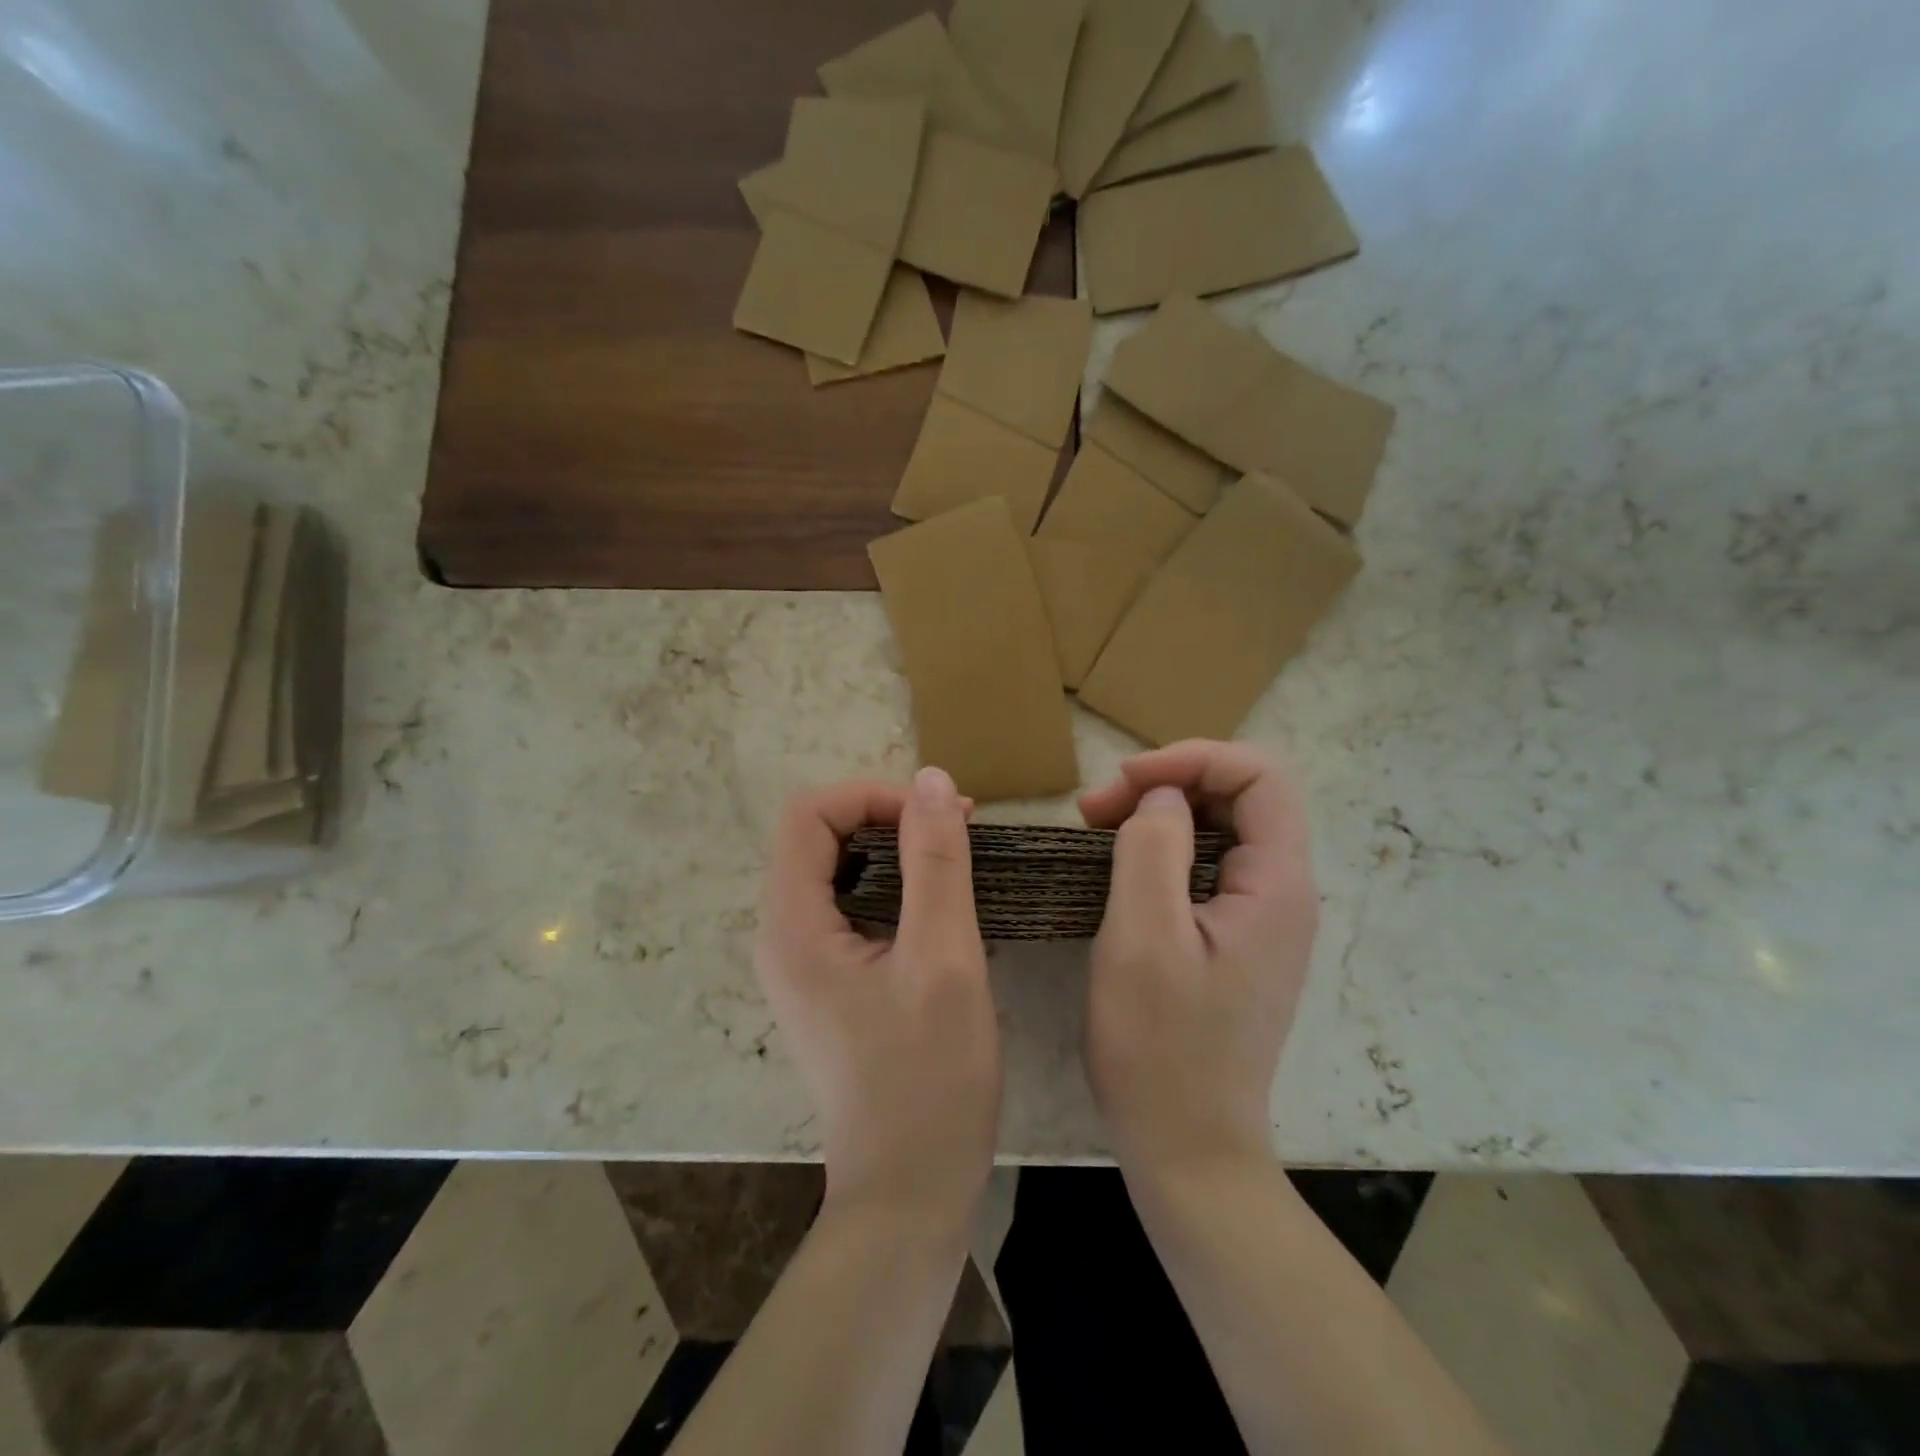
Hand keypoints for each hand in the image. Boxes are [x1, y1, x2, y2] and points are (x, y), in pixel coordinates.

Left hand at [756, 766, 1000, 1233]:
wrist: (909, 1193)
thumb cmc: (929, 1080)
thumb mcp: (944, 960)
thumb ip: (936, 862)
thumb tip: (929, 779)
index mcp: (792, 926)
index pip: (809, 815)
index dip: (872, 796)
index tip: (938, 816)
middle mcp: (782, 937)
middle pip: (818, 837)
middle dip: (886, 817)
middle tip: (956, 829)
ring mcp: (802, 962)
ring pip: (837, 870)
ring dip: (894, 850)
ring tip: (956, 857)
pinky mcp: (827, 982)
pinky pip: (851, 906)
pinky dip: (894, 886)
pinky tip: (940, 904)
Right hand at [1079, 741, 1318, 1175]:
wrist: (1187, 1147)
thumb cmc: (1160, 1045)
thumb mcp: (1142, 937)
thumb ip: (1153, 849)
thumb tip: (1163, 797)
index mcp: (1276, 886)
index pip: (1259, 777)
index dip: (1192, 759)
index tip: (1123, 781)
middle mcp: (1283, 895)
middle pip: (1241, 798)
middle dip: (1169, 784)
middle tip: (1095, 809)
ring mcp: (1262, 921)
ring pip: (1220, 831)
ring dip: (1160, 815)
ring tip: (1097, 830)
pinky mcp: (1236, 942)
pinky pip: (1207, 869)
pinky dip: (1162, 851)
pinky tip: (1120, 867)